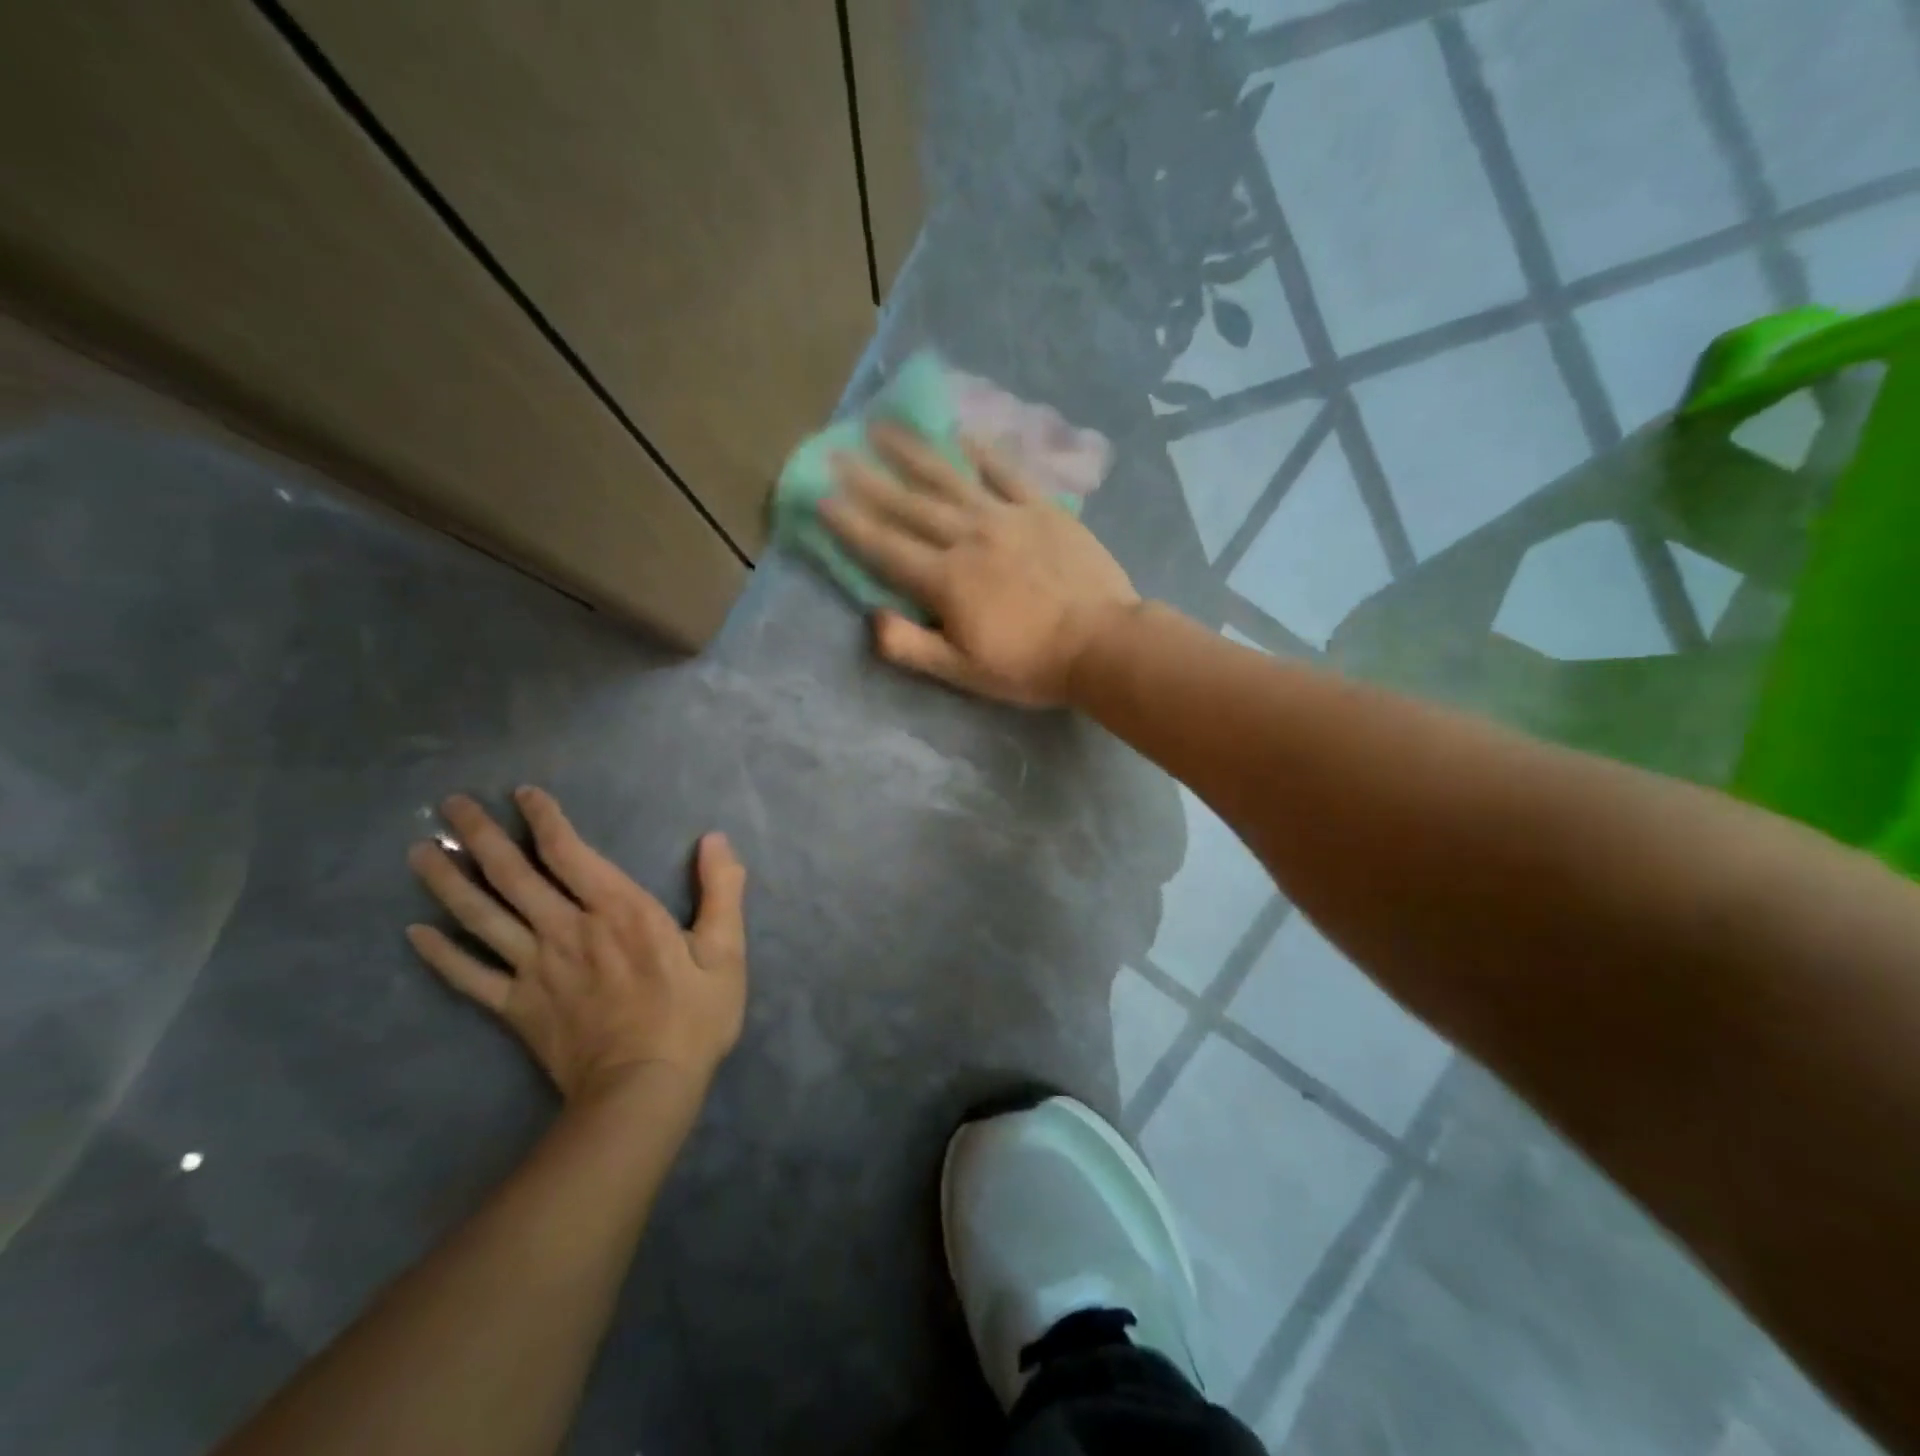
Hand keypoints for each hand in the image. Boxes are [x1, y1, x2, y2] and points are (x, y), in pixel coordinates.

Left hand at [405, 788, 747, 1104]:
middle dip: (482, 836)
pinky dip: (440, 954)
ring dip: (447, 882)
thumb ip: (721, 890)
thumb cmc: (691, 1016)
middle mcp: (568, 929)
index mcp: (619, 910)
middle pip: (514, 875)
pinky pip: (470, 976)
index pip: (570, 852)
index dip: (544, 819)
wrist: (644, 1088)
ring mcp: (536, 969)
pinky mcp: (517, 1007)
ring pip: (482, 917)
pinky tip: (414, 933)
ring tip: (419, 852)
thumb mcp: (725, 950)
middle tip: (451, 806)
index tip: (521, 793)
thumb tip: (715, 839)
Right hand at [820, 424, 1139, 706]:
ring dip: (914, 452)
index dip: (850, 523)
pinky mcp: (1042, 510)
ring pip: (950, 478)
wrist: (1101, 643)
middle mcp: (968, 537)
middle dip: (868, 479)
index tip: (820, 497)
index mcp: (945, 579)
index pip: (885, 547)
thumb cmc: (1029, 665)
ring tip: (884, 426)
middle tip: (836, 450)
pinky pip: (1008, 473)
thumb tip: (871, 618)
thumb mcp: (962, 671)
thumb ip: (911, 646)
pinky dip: (985, 453)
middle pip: (909, 505)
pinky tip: (965, 434)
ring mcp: (1006, 518)